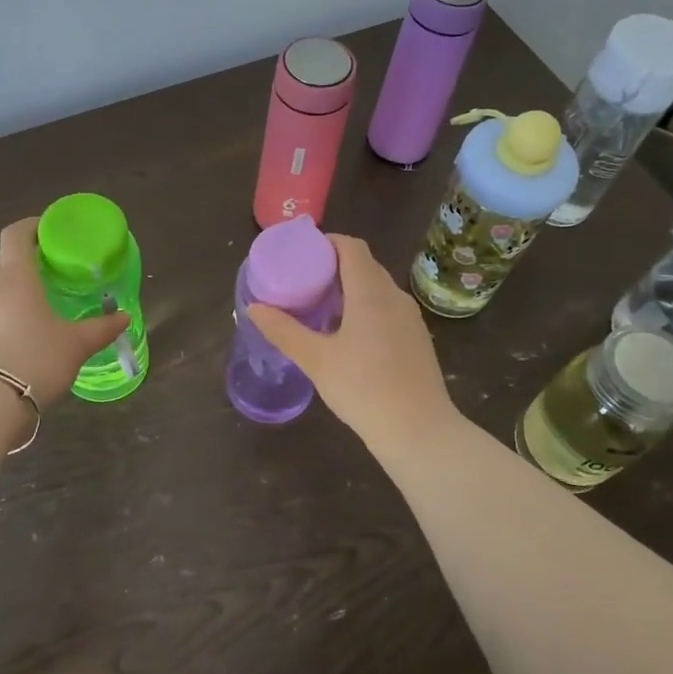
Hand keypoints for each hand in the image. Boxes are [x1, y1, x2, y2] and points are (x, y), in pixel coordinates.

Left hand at [0, 218, 128, 406]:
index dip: (31, 226)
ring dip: (13, 288)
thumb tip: (124, 318)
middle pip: (4, 259)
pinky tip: (20, 332)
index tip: (49, 230)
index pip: (16, 235)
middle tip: (51, 270)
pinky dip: (2, 312)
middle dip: (25, 259)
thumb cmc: (35, 358)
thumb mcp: (76, 344)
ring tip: (38, 304)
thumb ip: (101, 328)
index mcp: (16, 276)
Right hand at [247, 234, 460, 452]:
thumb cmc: (364, 389)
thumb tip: (253, 308)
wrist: (419, 431)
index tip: (301, 254)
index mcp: (371, 292)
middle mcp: (394, 297)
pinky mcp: (416, 340)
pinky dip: (365, 309)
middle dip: (333, 267)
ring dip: (350, 290)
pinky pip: (387, 310)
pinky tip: (347, 336)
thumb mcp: (316, 360)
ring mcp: (409, 319)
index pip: (351, 247)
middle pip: (364, 266)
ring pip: (377, 289)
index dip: (327, 243)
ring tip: (320, 308)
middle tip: (303, 281)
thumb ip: (283, 331)